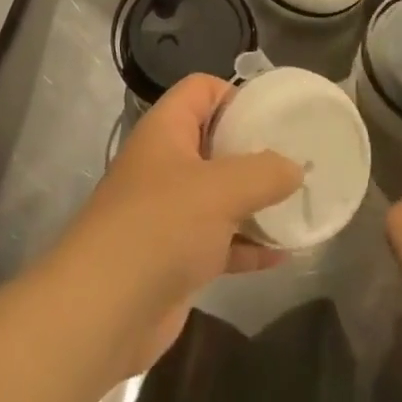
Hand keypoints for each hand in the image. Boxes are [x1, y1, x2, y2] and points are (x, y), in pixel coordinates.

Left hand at [51, 74, 302, 375]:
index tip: (273, 115)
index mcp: (166, 130)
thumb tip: (295, 168)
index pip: (201, 90)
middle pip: (215, 142)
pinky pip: (220, 241)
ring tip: (299, 204)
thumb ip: (264, 172)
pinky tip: (284, 254)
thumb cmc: (161, 226)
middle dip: (254, 151)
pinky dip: (248, 245)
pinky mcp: (175, 257)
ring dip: (256, 201)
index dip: (235, 94)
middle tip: (296, 159)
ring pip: (220, 195)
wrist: (103, 311)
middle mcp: (165, 164)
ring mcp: (169, 213)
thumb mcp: (221, 189)